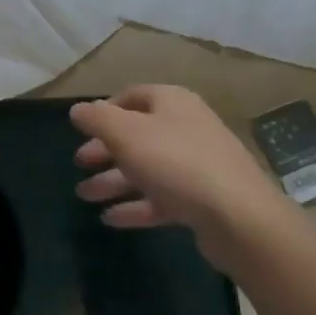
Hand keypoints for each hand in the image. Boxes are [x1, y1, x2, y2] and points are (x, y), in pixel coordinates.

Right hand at [71, 86, 290, 269]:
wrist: (238, 216)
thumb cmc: (175, 161)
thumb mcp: (126, 134)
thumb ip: (97, 118)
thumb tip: (77, 110)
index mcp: (171, 102)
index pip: (132, 96)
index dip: (104, 110)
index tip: (81, 129)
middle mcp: (186, 127)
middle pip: (137, 134)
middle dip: (104, 149)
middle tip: (78, 163)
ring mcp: (196, 165)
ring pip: (146, 168)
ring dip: (113, 181)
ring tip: (84, 195)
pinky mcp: (202, 200)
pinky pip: (161, 198)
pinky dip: (135, 206)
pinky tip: (110, 218)